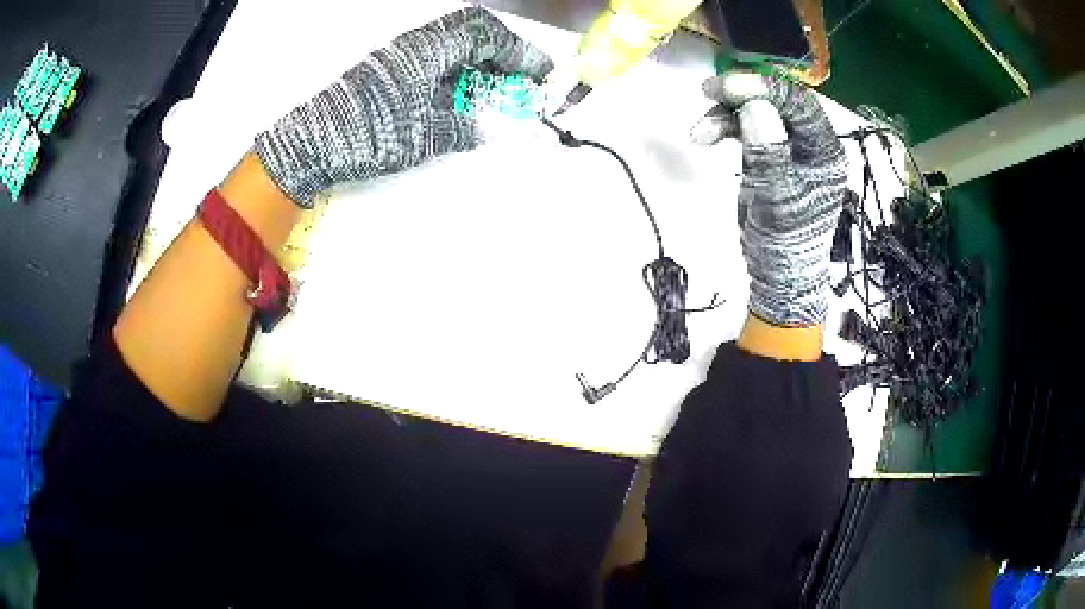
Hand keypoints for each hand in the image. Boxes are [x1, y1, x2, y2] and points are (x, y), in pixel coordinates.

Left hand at [255, 7, 553, 206]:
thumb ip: (463, 128)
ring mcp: (402, 59)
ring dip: (482, 68)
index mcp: (428, 48)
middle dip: (503, 56)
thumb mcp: (424, 134)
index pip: (485, 34)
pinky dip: (459, 79)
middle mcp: (417, 45)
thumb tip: (489, 129)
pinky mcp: (391, 76)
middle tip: (523, 81)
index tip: (541, 72)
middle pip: (472, 35)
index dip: (519, 51)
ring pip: (454, 51)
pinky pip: (436, 67)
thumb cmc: (368, 132)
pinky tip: (466, 101)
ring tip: (501, 94)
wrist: (313, 143)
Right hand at [692, 72, 846, 326]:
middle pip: (777, 101)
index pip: (800, 104)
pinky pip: (748, 127)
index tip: (727, 88)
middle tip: (707, 93)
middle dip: (742, 95)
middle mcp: (810, 143)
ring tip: (700, 132)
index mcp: (824, 152)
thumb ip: (769, 154)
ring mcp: (789, 147)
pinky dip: (726, 127)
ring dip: (726, 115)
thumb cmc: (785, 243)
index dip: (764, 88)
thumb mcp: (778, 201)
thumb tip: (755, 108)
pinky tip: (706, 136)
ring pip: (758, 111)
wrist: (777, 273)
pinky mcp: (770, 154)